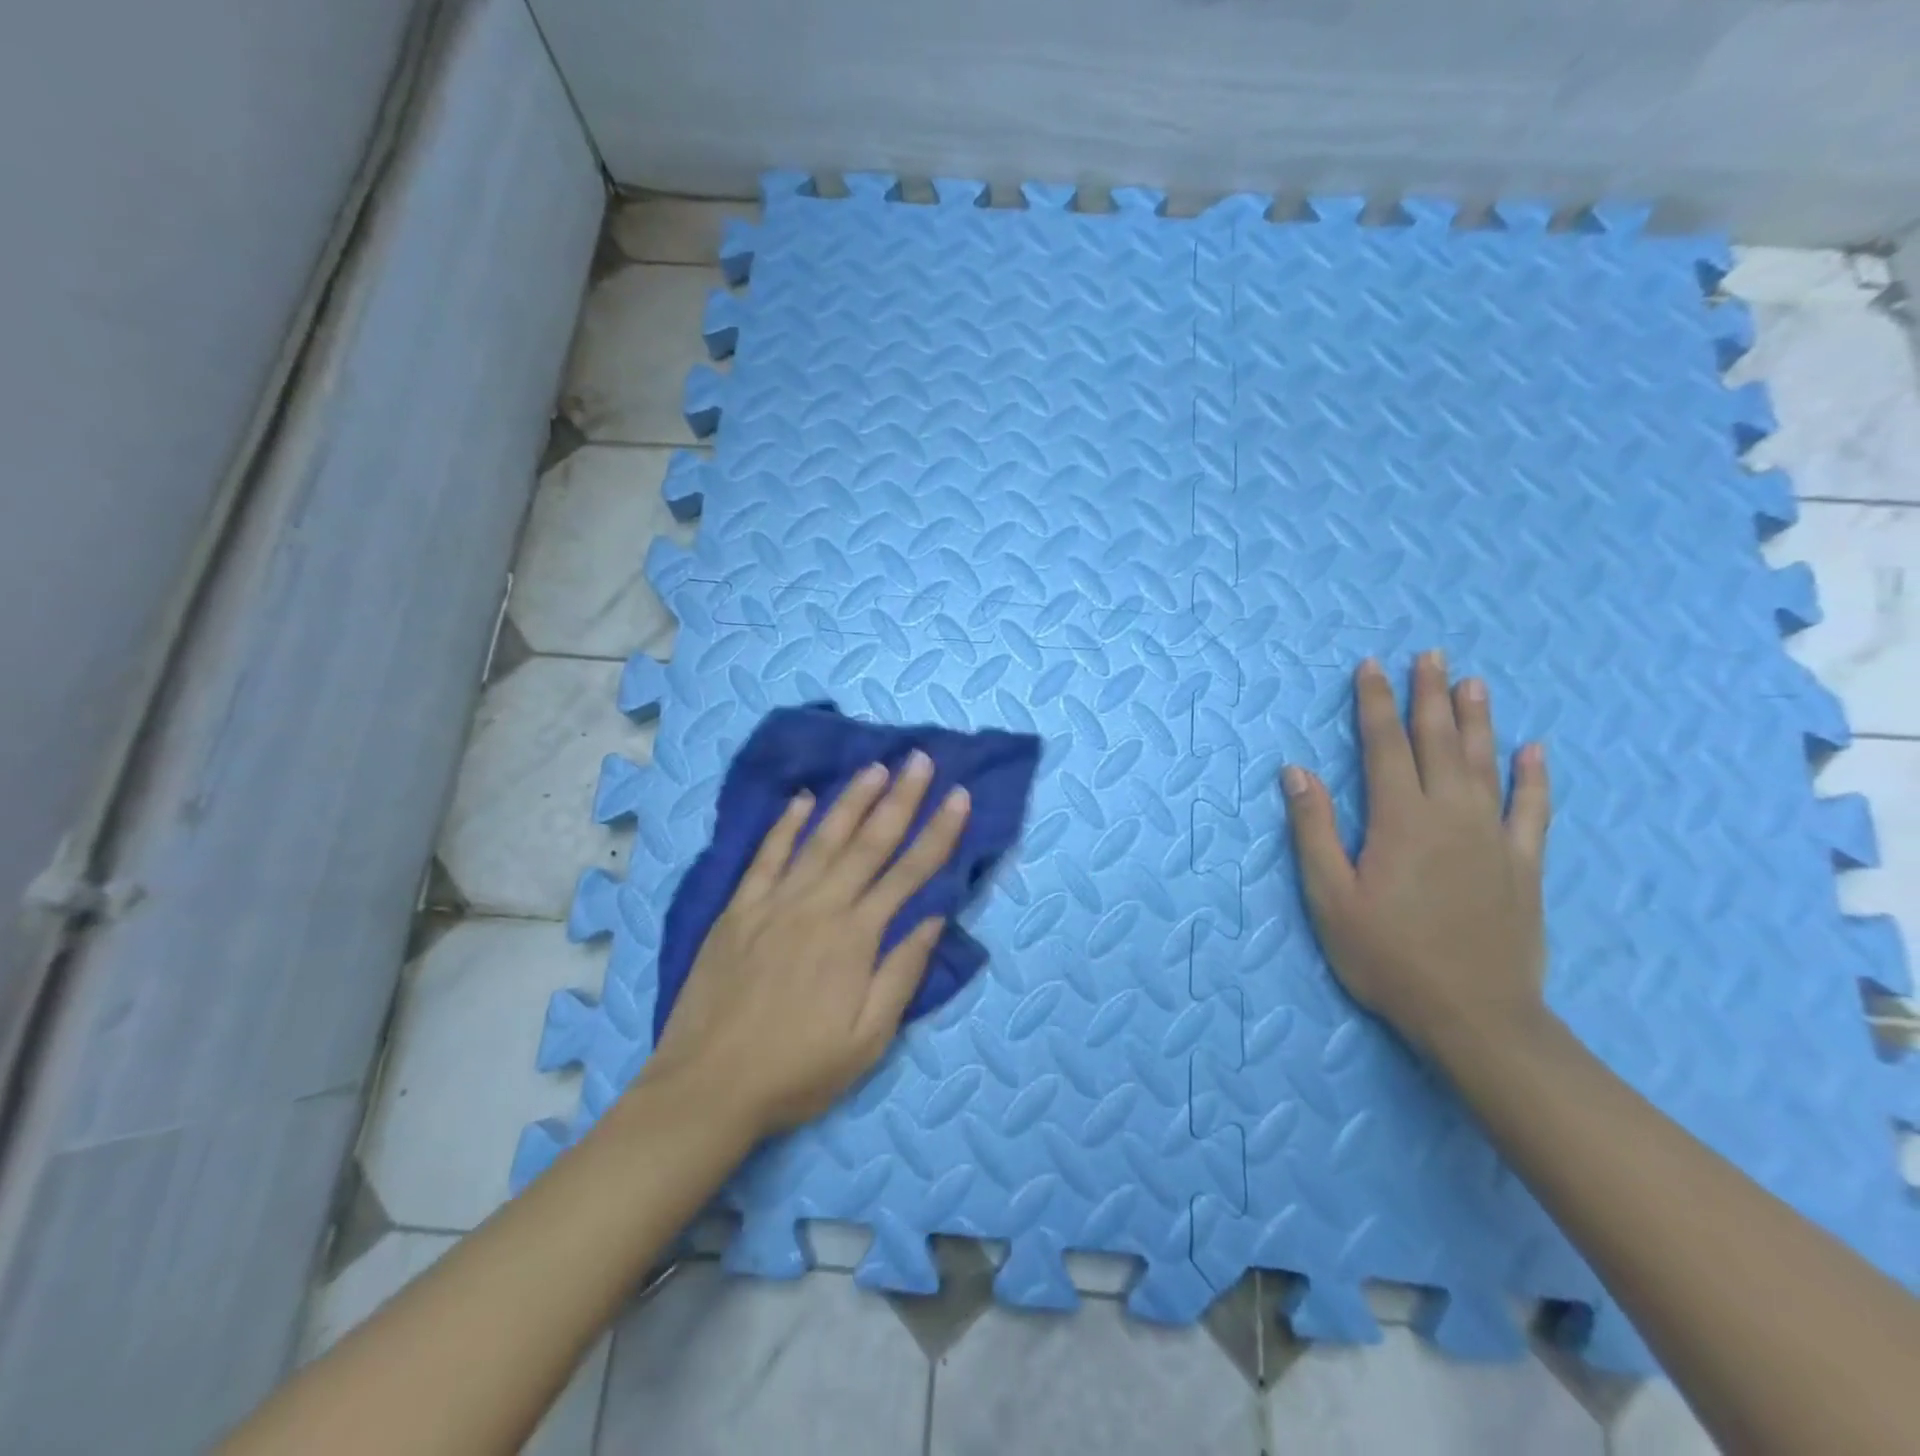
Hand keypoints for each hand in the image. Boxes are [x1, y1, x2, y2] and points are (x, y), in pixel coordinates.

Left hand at [637, 750, 971, 1137]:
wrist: (707, 1087)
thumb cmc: (797, 1071)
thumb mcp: (868, 1040)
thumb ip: (902, 974)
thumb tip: (934, 918)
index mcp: (856, 938)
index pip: (909, 873)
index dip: (939, 833)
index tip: (959, 795)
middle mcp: (819, 907)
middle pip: (869, 842)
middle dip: (900, 798)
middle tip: (920, 759)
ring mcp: (775, 903)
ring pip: (821, 838)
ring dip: (851, 800)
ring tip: (875, 766)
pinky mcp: (738, 909)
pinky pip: (765, 856)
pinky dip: (784, 825)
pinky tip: (801, 799)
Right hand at [1281, 652, 1551, 1056]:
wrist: (1474, 1015)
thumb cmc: (1387, 955)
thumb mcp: (1330, 897)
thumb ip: (1314, 830)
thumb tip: (1296, 771)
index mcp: (1400, 820)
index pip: (1385, 746)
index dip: (1375, 703)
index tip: (1371, 667)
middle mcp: (1451, 815)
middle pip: (1439, 742)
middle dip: (1429, 696)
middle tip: (1429, 655)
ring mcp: (1494, 837)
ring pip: (1485, 764)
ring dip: (1477, 720)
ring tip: (1473, 682)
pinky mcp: (1524, 865)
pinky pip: (1533, 809)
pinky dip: (1534, 776)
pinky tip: (1534, 750)